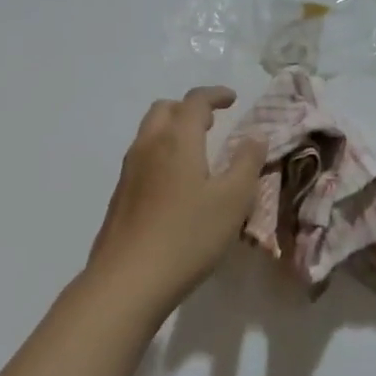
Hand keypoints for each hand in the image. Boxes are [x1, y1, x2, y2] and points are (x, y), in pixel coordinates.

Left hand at [88, 87, 266, 305]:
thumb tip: (255, 136)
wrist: (128, 280)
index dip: (215, 95)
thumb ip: (247, 162)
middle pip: (165, 110)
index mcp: (177, 140)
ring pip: (149, 133)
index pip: (195, 101)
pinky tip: (177, 184)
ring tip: (197, 152)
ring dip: (173, 130)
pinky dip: (162, 154)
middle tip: (213, 123)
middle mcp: (148, 146)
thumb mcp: (233, 200)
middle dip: (189, 109)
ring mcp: (129, 171)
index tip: (232, 99)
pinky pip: (143, 158)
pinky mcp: (120, 196)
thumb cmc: (188, 235)